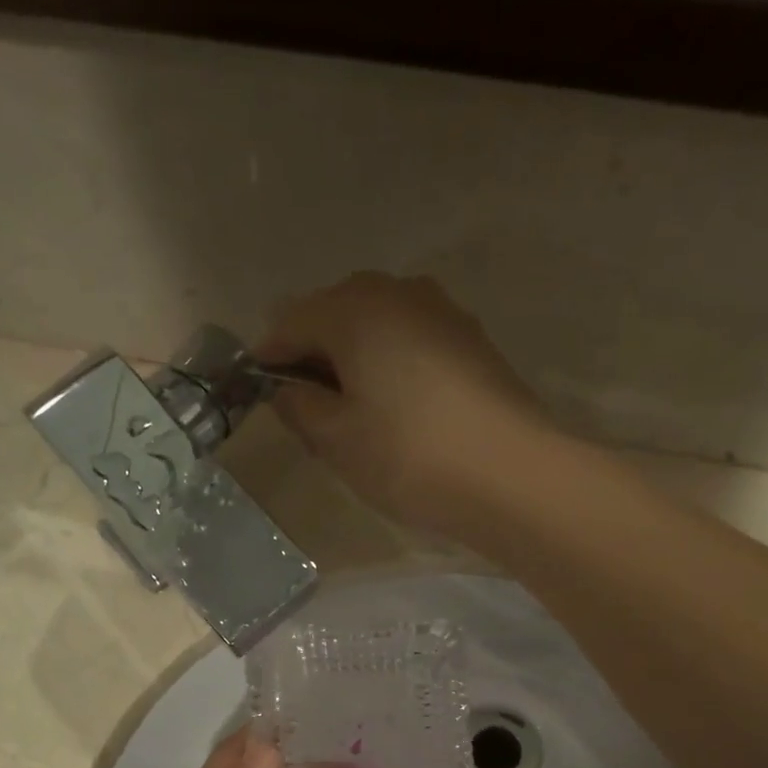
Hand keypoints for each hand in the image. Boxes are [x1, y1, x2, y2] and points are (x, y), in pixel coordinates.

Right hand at [257, 272, 558, 534]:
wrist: (510, 475)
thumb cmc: (408, 455)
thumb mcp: (336, 438)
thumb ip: (298, 407)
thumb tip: (288, 389)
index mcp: (354, 308)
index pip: (289, 321)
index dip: (268, 358)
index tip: (258, 394)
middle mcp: (398, 292)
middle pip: (335, 316)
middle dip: (313, 358)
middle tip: (308, 413)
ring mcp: (441, 312)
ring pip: (376, 329)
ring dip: (353, 363)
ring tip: (352, 416)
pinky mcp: (471, 340)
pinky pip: (410, 343)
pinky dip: (390, 367)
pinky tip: (396, 410)